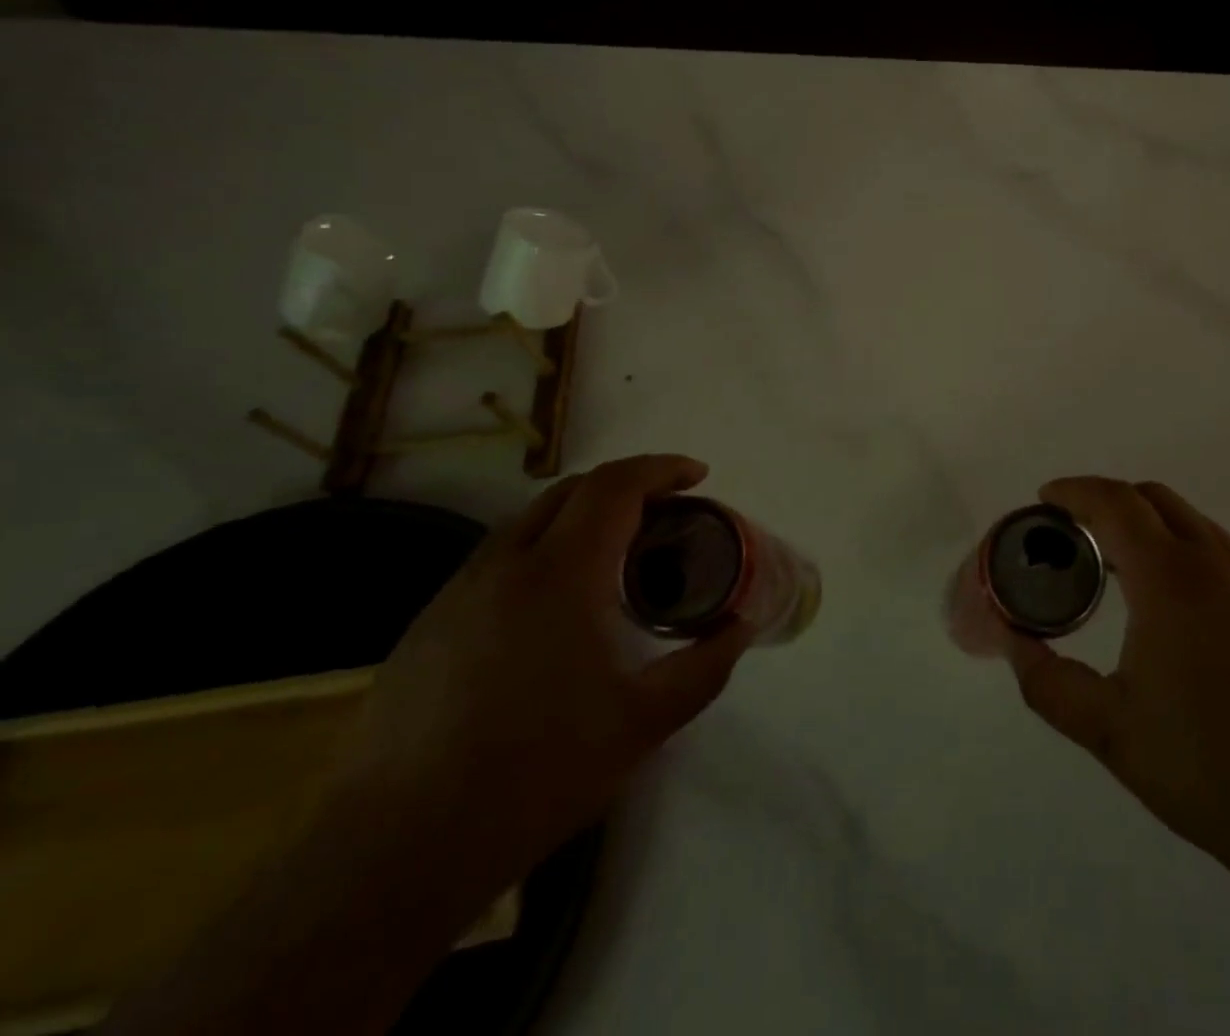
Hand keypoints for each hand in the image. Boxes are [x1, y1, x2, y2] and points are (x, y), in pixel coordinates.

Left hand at [327, 454, 753, 895]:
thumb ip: (705, 667)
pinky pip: (498, 562)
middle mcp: (505, 565)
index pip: (616, 486)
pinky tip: (556, 612)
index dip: (662, 468)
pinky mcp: (427, 627)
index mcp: (562, 573)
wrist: (395, 853)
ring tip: (617, 559)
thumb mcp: (644, 723)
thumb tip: (742, 627)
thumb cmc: (536, 774)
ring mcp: (457, 593)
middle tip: (666, 515)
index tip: (698, 477)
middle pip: (573, 490)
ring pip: (529, 523)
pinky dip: (544, 553)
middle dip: (627, 486)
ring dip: (582, 518)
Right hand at [1006, 478, 1229, 892]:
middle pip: (1154, 498)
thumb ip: (1049, 683)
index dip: (1074, 491)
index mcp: (1170, 579)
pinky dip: (1177, 546)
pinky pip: (1216, 550)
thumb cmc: (1209, 767)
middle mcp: (1214, 565)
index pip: (1115, 503)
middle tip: (1072, 532)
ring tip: (1113, 562)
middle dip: (1106, 499)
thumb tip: (1015, 644)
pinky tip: (1167, 600)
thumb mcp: (1109, 731)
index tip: (1044, 498)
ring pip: (1190, 521)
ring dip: (1145, 521)